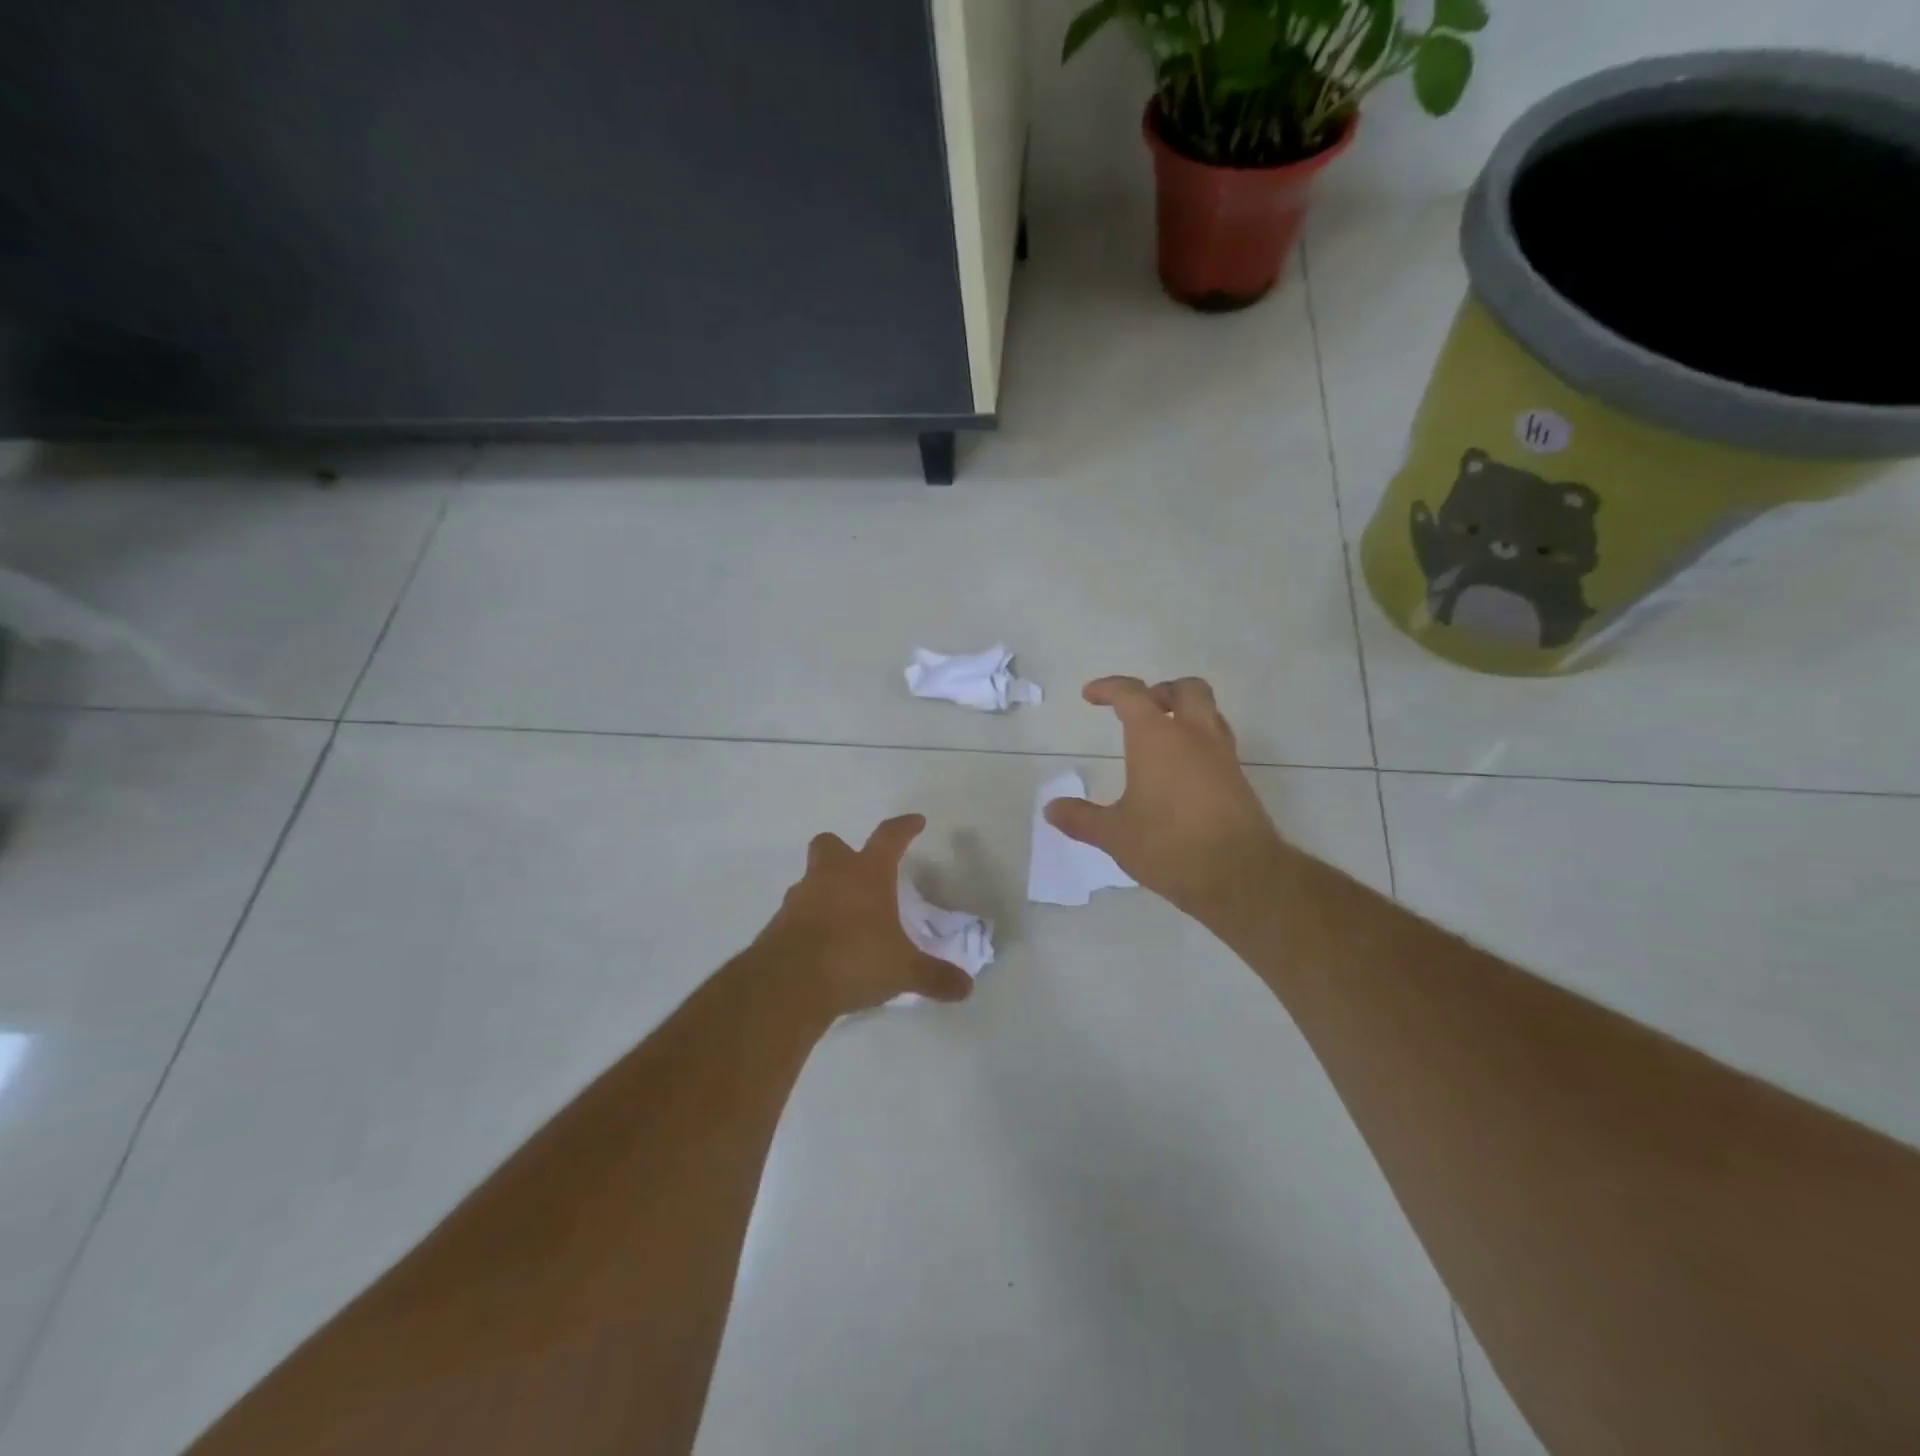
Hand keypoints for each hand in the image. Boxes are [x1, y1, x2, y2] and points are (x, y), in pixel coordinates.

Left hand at [757, 814, 974, 1016]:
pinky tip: (824, 945)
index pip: (889, 838)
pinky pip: (797, 913)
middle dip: (843, 850)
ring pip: (810, 879)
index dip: (904, 828)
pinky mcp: (778, 925)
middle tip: (858, 869)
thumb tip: (966, 987)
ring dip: (825, 889)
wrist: (788, 984)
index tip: (916, 822)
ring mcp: (799, 899)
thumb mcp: (903, 971)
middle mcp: (830, 877)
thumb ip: (934, 976)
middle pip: (830, 845)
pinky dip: (810, 921)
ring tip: (844, 916)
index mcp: (866, 875)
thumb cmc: (854, 959)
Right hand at [1045, 676, 1289, 925]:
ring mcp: (1222, 756)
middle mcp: (1194, 736)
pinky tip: (1182, 773)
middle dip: (1161, 691)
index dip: (1109, 688)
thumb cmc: (1168, 845)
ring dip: (1185, 714)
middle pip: (1186, 689)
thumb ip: (1081, 818)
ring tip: (1162, 738)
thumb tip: (1051, 809)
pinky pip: (1218, 743)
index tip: (1091, 695)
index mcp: (1157, 738)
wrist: (1239, 875)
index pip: (1132, 694)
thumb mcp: (1115, 834)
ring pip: (1209, 713)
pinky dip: (1198, 743)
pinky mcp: (1239, 780)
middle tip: (1140, 709)